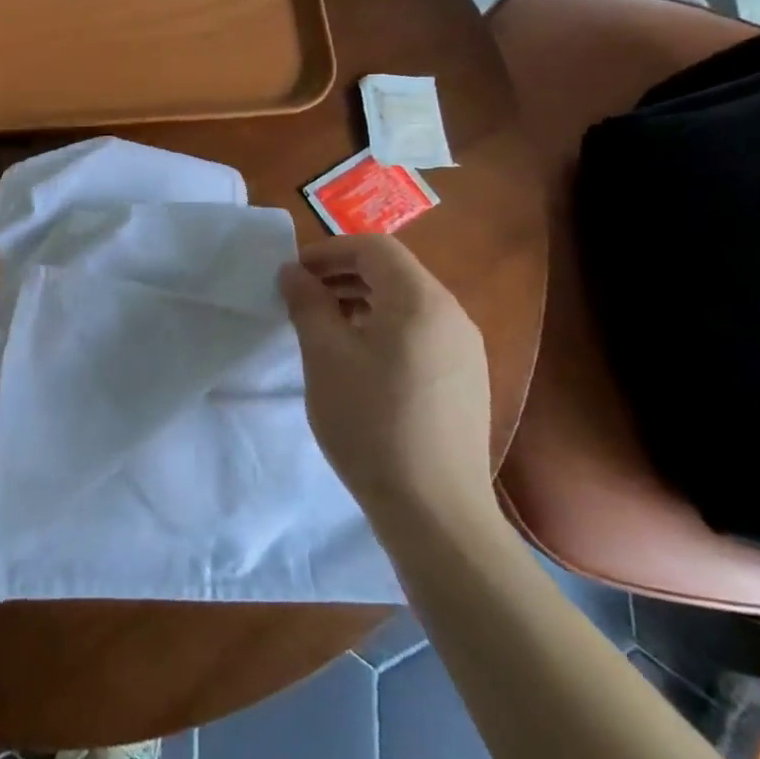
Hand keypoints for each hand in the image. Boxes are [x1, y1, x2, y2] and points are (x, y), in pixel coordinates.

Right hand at [279, 235, 492, 522]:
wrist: (435, 510)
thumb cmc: (371, 422)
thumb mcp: (325, 356)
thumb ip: (307, 304)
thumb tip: (293, 272)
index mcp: (420, 300)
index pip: (374, 248)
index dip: (329, 251)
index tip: (293, 274)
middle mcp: (452, 314)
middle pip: (393, 271)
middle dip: (343, 273)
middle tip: (302, 296)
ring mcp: (465, 349)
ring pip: (407, 302)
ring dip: (362, 300)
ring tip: (324, 325)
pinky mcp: (466, 379)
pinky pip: (421, 331)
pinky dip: (384, 326)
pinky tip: (359, 359)